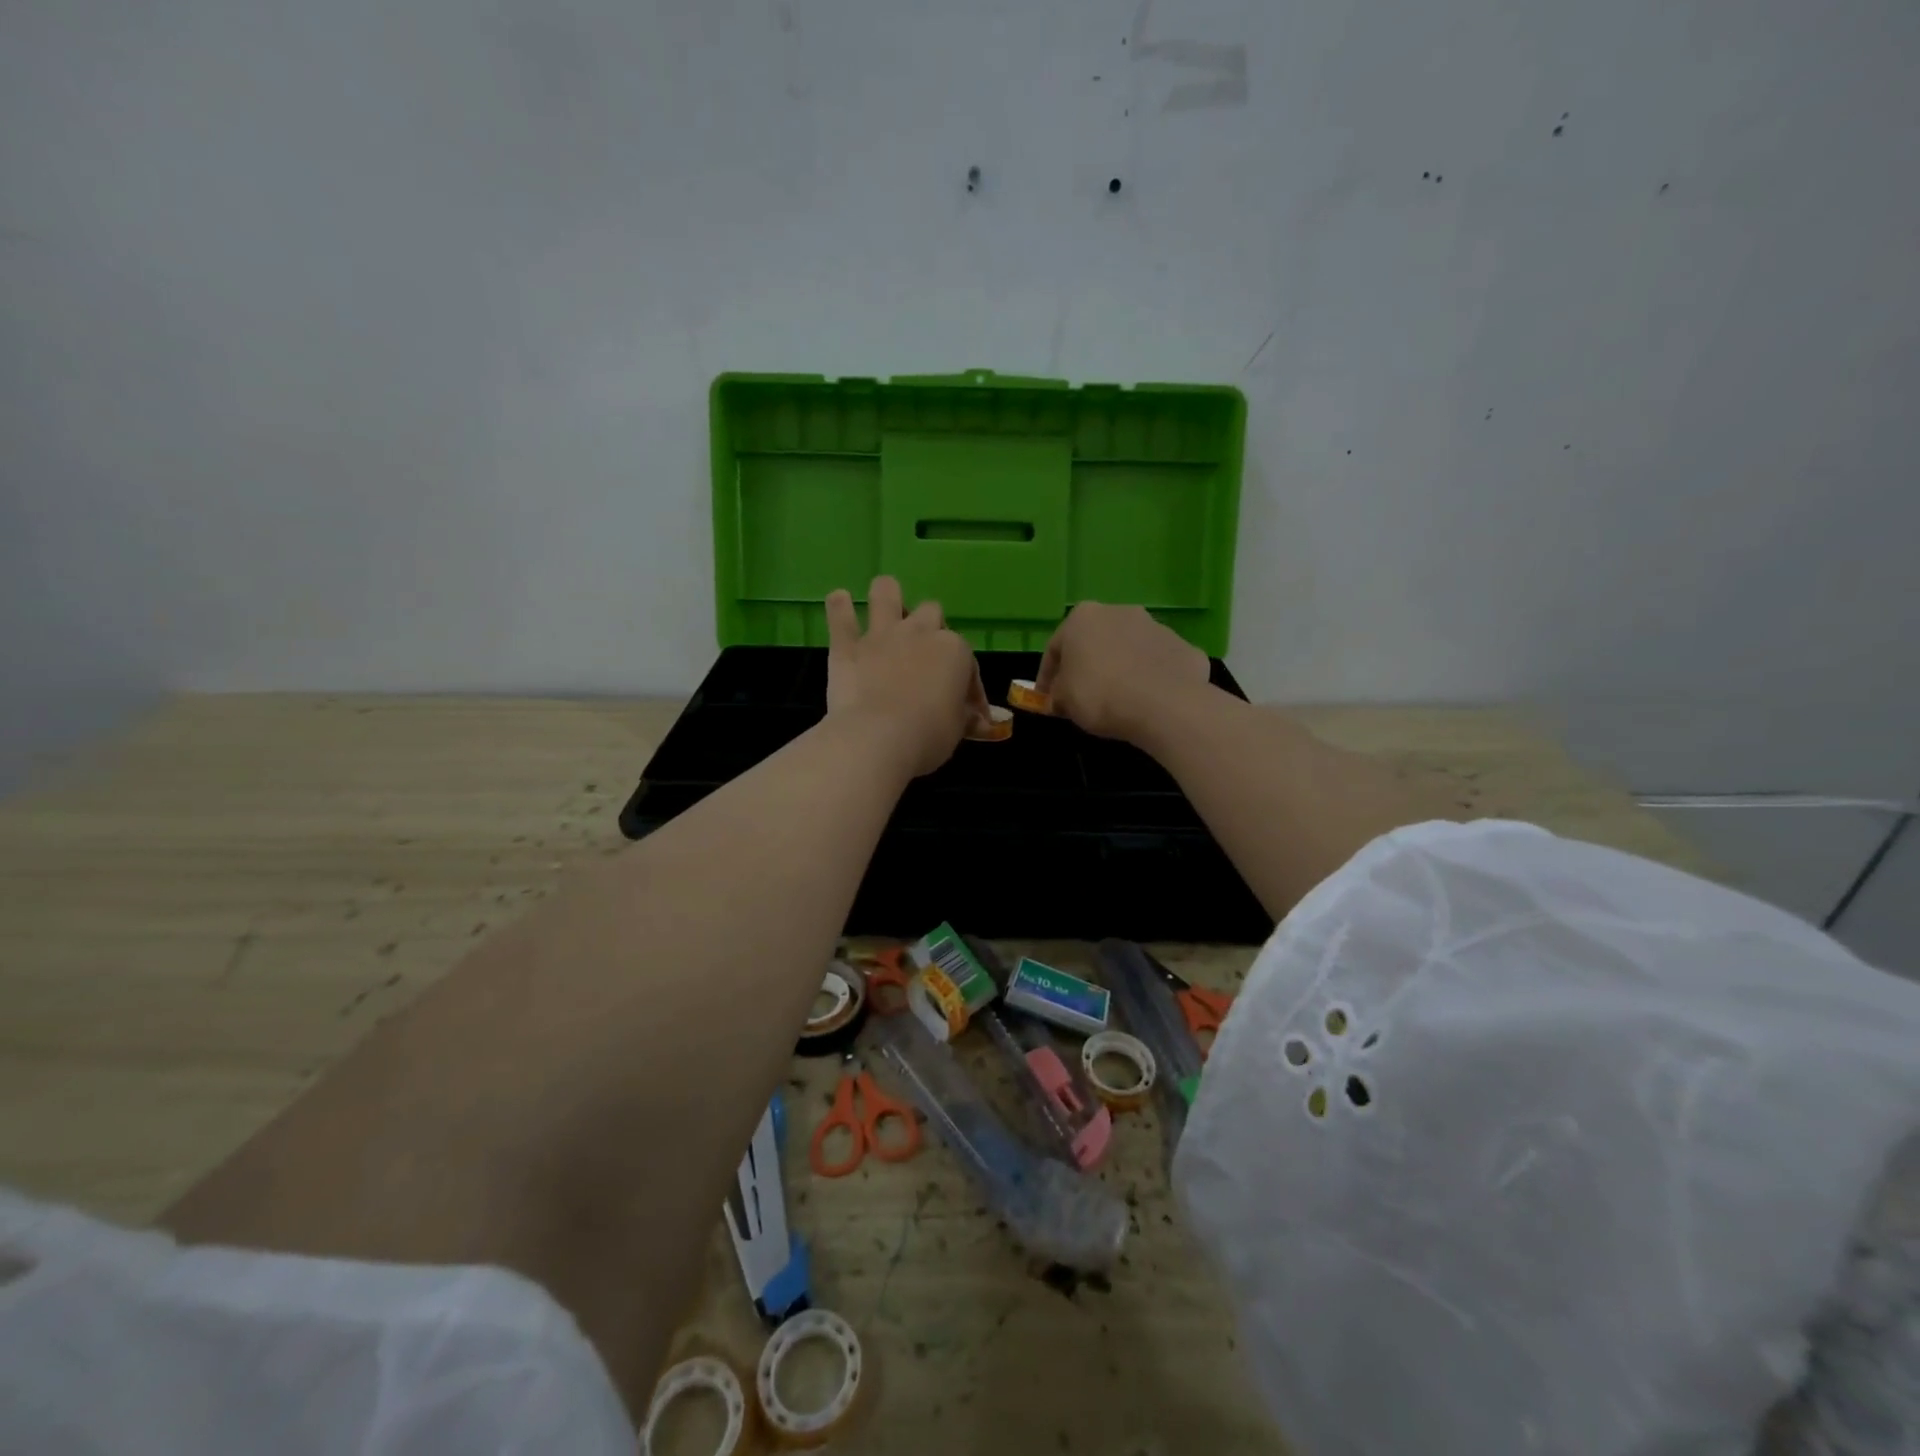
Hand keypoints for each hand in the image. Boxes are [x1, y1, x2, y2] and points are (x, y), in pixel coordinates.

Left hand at [824, 577, 991, 776]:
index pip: (968, 663)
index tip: (967, 709)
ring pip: (886, 591)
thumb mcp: (958, 729)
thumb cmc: (928, 735)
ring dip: (887, 596)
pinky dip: (839, 607)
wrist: (878, 738)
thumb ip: (965, 716)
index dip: (969, 686)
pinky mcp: (847, 645)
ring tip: (886, 608)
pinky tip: (839, 601)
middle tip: (924, 654)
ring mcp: (882, 634)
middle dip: (930, 628)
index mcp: (954, 651)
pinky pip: (840, 615)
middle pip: (931, 612)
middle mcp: (920, 632)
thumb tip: (978, 720)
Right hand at [1034, 603, 1211, 742]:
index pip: (1055, 648)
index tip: (1047, 699)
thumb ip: (1057, 693)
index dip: (1047, 677)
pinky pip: (1158, 664)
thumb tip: (1060, 696)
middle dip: (1087, 666)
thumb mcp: (1063, 700)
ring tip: (1119, 698)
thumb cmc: (1100, 695)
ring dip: (1121, 668)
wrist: (1165, 705)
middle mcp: (1119, 612)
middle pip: (1095, 642)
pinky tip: (1148, 701)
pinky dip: (1150, 678)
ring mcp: (1156, 627)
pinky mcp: (1184, 646)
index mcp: (1083, 617)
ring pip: (1129, 649)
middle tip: (1082, 695)